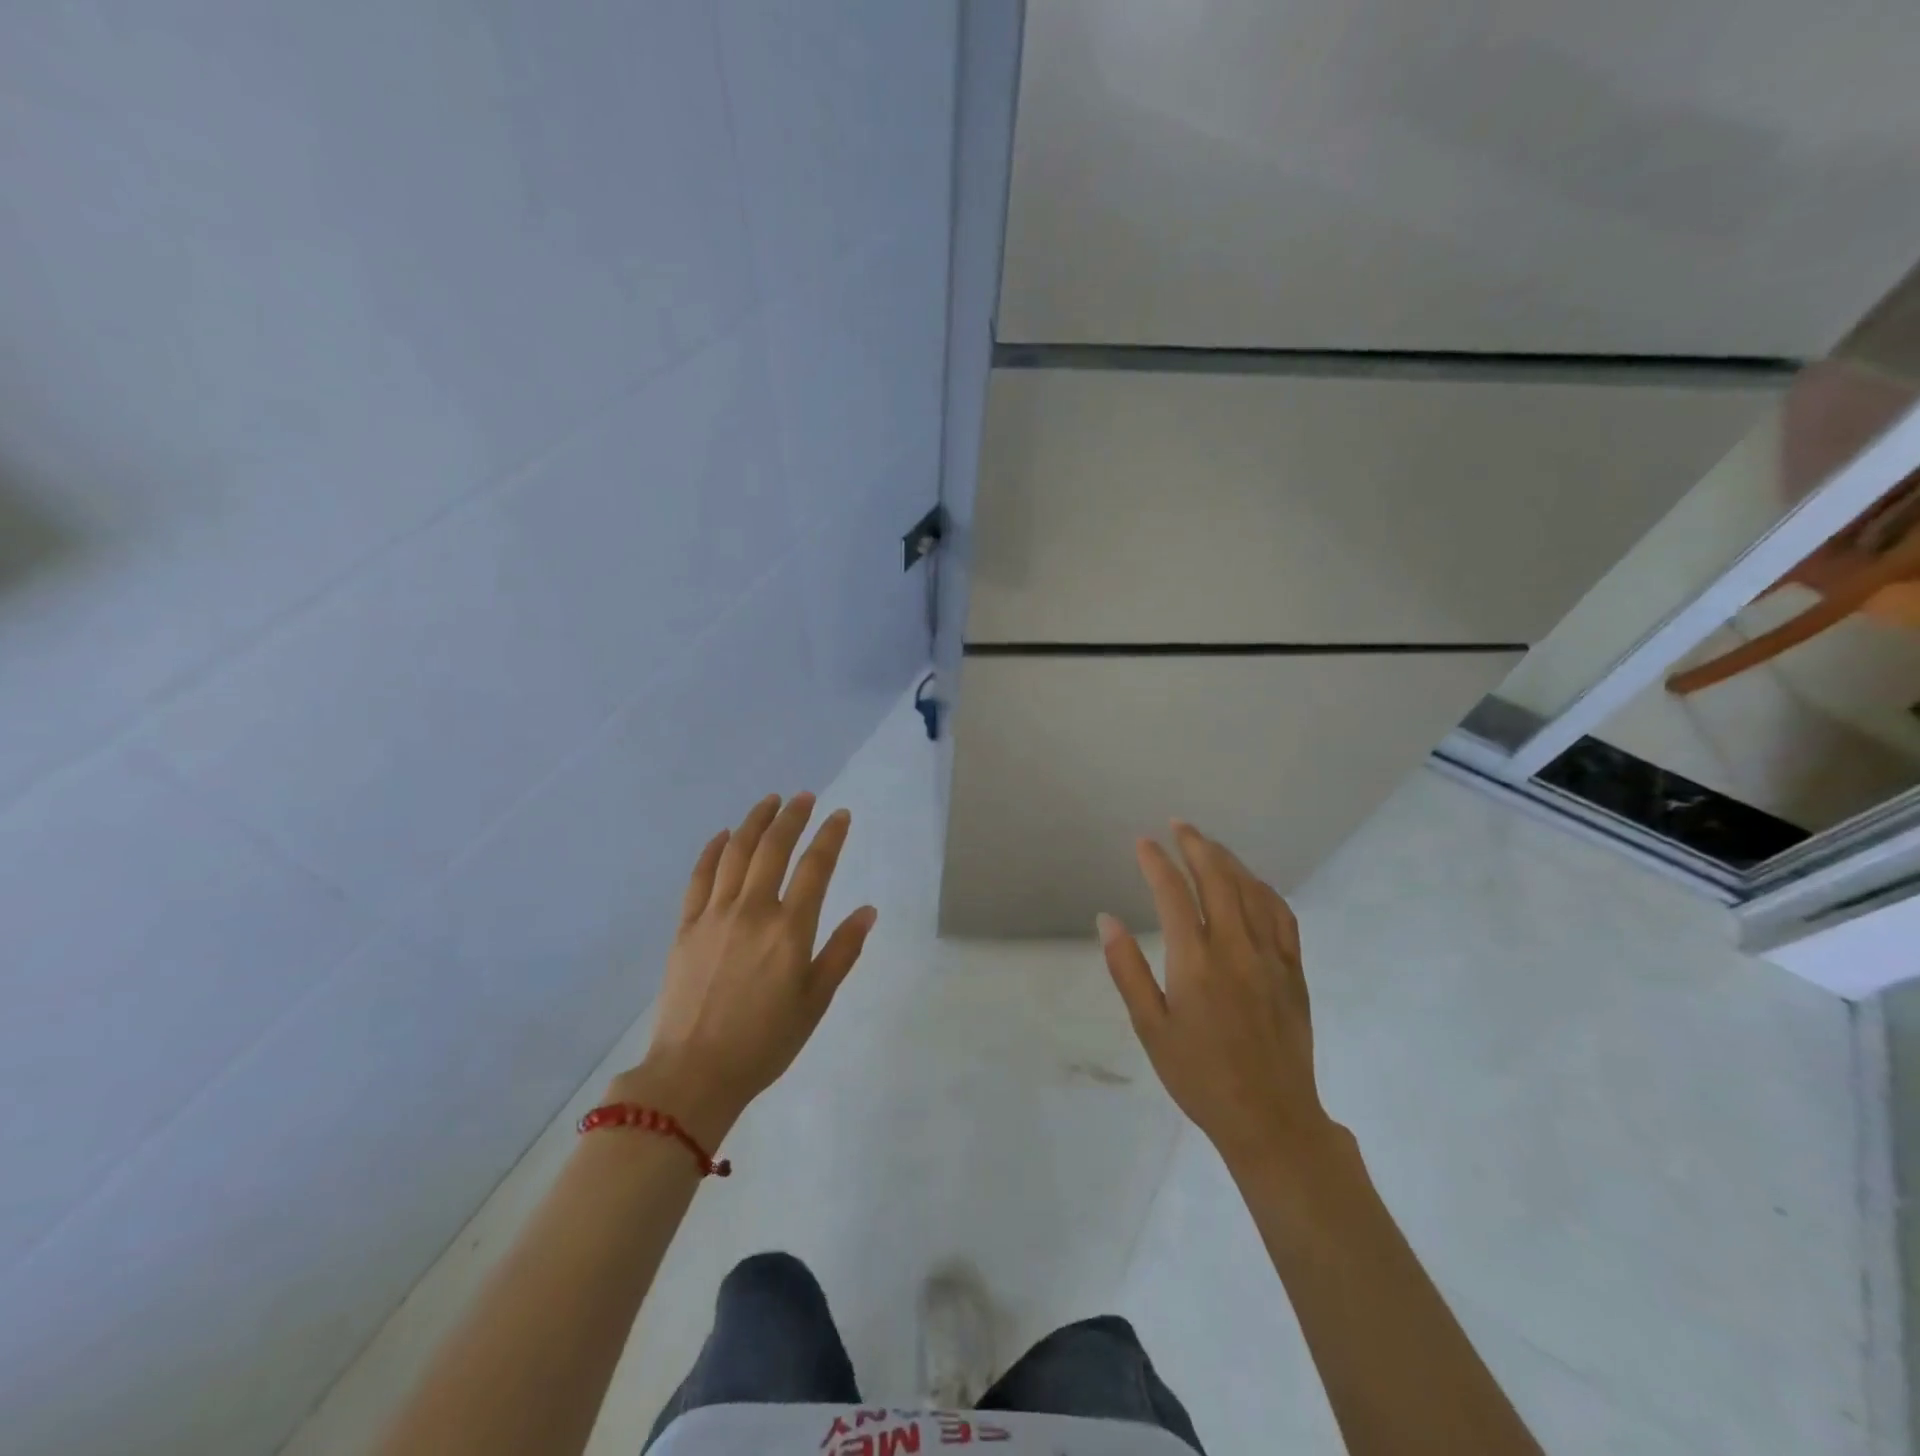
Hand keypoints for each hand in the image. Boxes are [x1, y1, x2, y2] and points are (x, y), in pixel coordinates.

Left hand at [615, 793, 876, 1142]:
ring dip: (754, 821)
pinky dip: (713, 850)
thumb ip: (842, 951)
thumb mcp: (816, 1001)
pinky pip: (700, 877)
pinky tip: (724, 836)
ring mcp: (714, 915)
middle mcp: (752, 911)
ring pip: (736, 852)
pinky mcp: (686, 927)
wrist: (693, 1073)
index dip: (831, 836)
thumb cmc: (765, 1042)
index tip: (840, 815)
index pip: (815, 867)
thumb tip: (868, 910)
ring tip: (770, 802)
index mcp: (790, 930)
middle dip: (792, 816)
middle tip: (805, 797)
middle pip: (773, 848)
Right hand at [1098, 821, 1333, 1173]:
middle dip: (1195, 845)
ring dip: (1228, 860)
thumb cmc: (1199, 1076)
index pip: (1174, 894)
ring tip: (1208, 844)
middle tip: (1178, 826)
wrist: (1271, 1119)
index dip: (1156, 863)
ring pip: (1251, 890)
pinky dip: (1264, 890)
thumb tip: (1107, 919)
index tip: (1143, 843)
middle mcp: (1236, 948)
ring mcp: (1271, 957)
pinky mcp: (1294, 971)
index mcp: (1196, 962)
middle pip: (1217, 879)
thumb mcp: (1150, 1028)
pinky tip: (1252, 884)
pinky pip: (1282, 916)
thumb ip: (1127, 969)